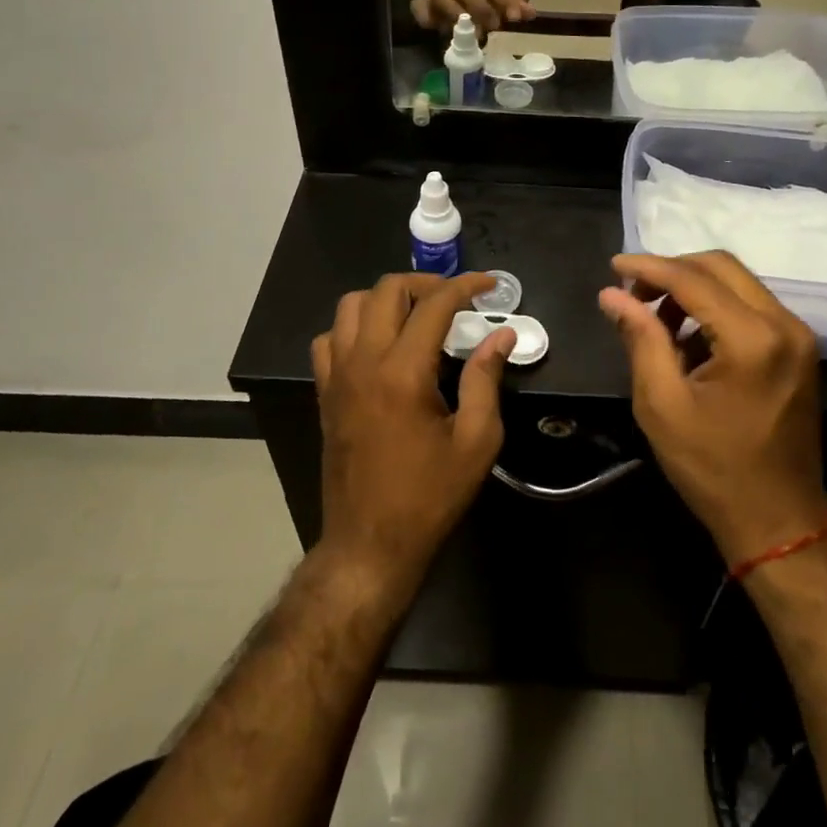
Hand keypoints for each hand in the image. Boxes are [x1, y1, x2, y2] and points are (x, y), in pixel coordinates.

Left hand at [311, 272, 514, 589]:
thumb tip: (501, 336)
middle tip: (455, 299)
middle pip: (386, 290)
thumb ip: (486, 379)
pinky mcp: (325, 392)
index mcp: (403, 372)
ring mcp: (337, 375)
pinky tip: (379, 344)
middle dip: (425, 283)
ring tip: (416, 315)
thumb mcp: (475, 441)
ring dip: (386, 298)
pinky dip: (354, 326)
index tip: (490, 284)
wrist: (370, 544)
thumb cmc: (429, 495)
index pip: (434, 305)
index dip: (465, 286)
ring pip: (351, 305)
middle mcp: (364, 362)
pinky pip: (330, 338)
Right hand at [599, 252, 826, 566]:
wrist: (778, 519)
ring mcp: (797, 335)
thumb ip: (640, 339)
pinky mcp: (798, 348)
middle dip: (672, 271)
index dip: (649, 267)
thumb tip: (612, 294)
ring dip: (693, 288)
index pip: (694, 280)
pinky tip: (687, 338)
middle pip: (721, 267)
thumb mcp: (662, 405)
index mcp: (753, 339)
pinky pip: (751, 306)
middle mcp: (784, 324)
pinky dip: (715, 307)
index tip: (613, 265)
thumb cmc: (713, 469)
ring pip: (737, 283)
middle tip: (633, 294)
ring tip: (654, 319)